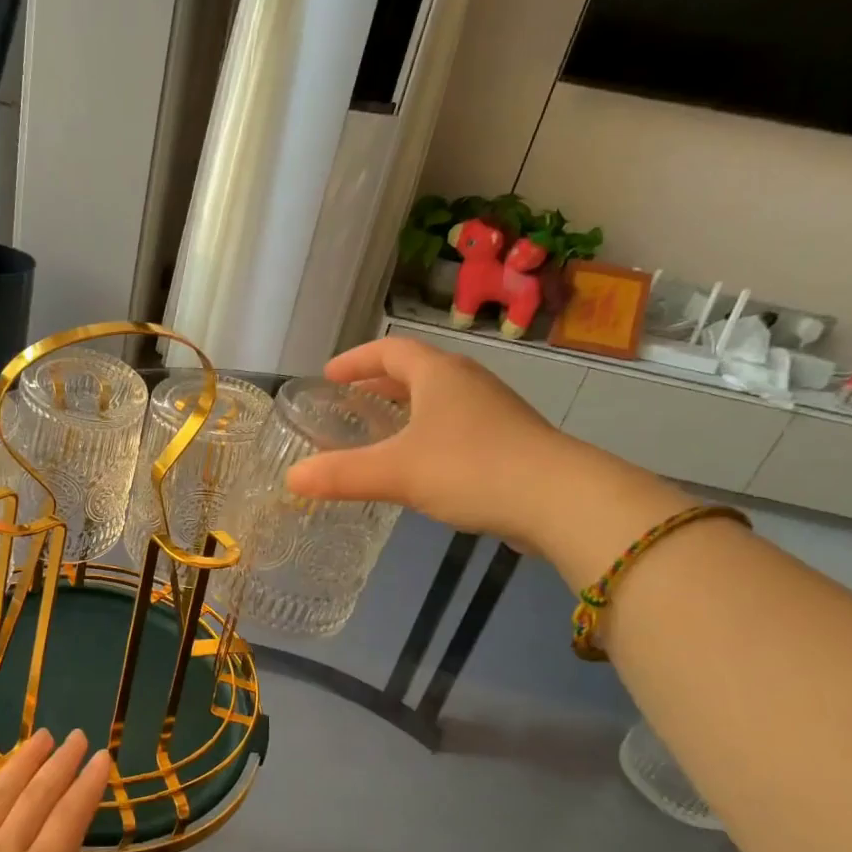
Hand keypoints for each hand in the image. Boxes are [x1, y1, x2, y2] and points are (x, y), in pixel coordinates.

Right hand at [287, 338, 690, 585]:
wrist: (559, 499)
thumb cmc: (470, 468)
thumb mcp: (395, 472)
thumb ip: (341, 474)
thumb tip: (292, 479)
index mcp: (438, 375)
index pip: (389, 352)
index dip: (356, 360)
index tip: (329, 375)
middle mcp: (467, 382)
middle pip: (416, 372)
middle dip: (379, 384)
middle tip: (350, 403)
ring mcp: (494, 410)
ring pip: (439, 399)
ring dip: (406, 408)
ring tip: (381, 431)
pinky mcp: (510, 440)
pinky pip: (457, 425)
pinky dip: (429, 433)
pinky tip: (422, 464)